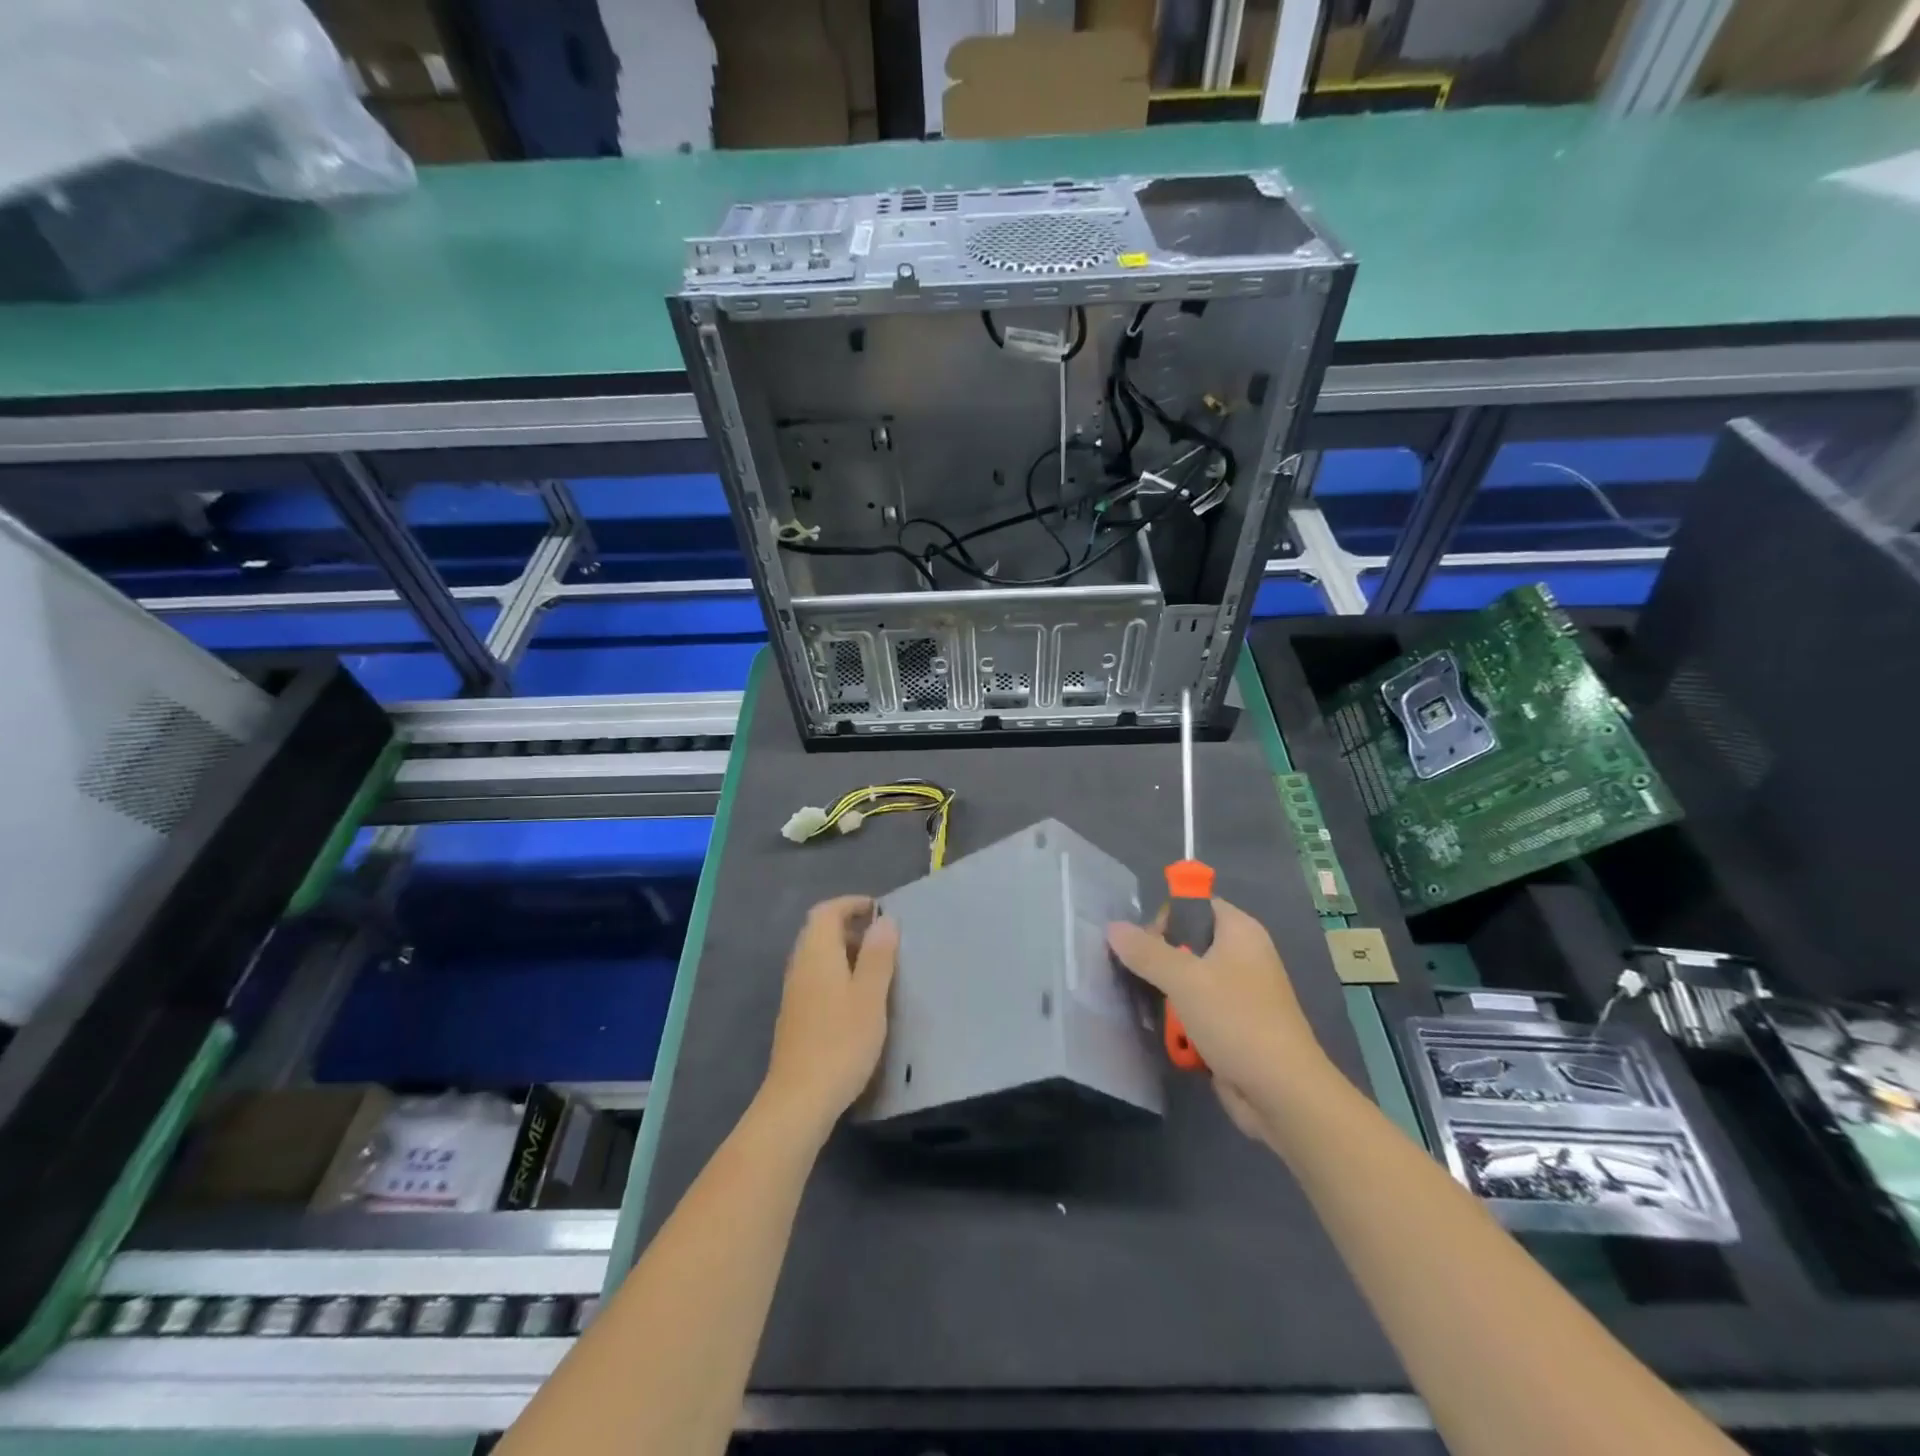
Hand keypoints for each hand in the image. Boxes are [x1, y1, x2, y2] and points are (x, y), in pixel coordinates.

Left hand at [762, 896, 897, 1134]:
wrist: (799, 1099)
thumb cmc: (841, 1042)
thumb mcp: (870, 996)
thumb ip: (878, 955)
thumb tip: (884, 920)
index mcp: (817, 954)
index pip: (826, 911)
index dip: (851, 904)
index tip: (878, 909)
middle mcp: (800, 966)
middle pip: (818, 931)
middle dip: (849, 926)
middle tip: (882, 937)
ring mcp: (794, 992)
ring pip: (817, 956)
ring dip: (843, 951)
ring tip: (875, 966)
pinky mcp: (795, 1016)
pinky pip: (815, 977)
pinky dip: (836, 972)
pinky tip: (856, 997)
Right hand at [1108, 898, 1334, 1144]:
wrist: (1282, 1094)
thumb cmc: (1237, 1021)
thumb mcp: (1184, 980)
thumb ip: (1146, 952)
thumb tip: (1113, 927)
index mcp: (1240, 932)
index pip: (1196, 904)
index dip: (1168, 917)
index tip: (1145, 943)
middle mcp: (1243, 955)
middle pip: (1188, 943)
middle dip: (1160, 961)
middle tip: (1142, 978)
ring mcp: (1240, 993)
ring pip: (1189, 980)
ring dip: (1167, 995)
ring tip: (1151, 1010)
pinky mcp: (1234, 1025)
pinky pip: (1197, 1010)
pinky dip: (1181, 1020)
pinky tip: (1170, 1035)